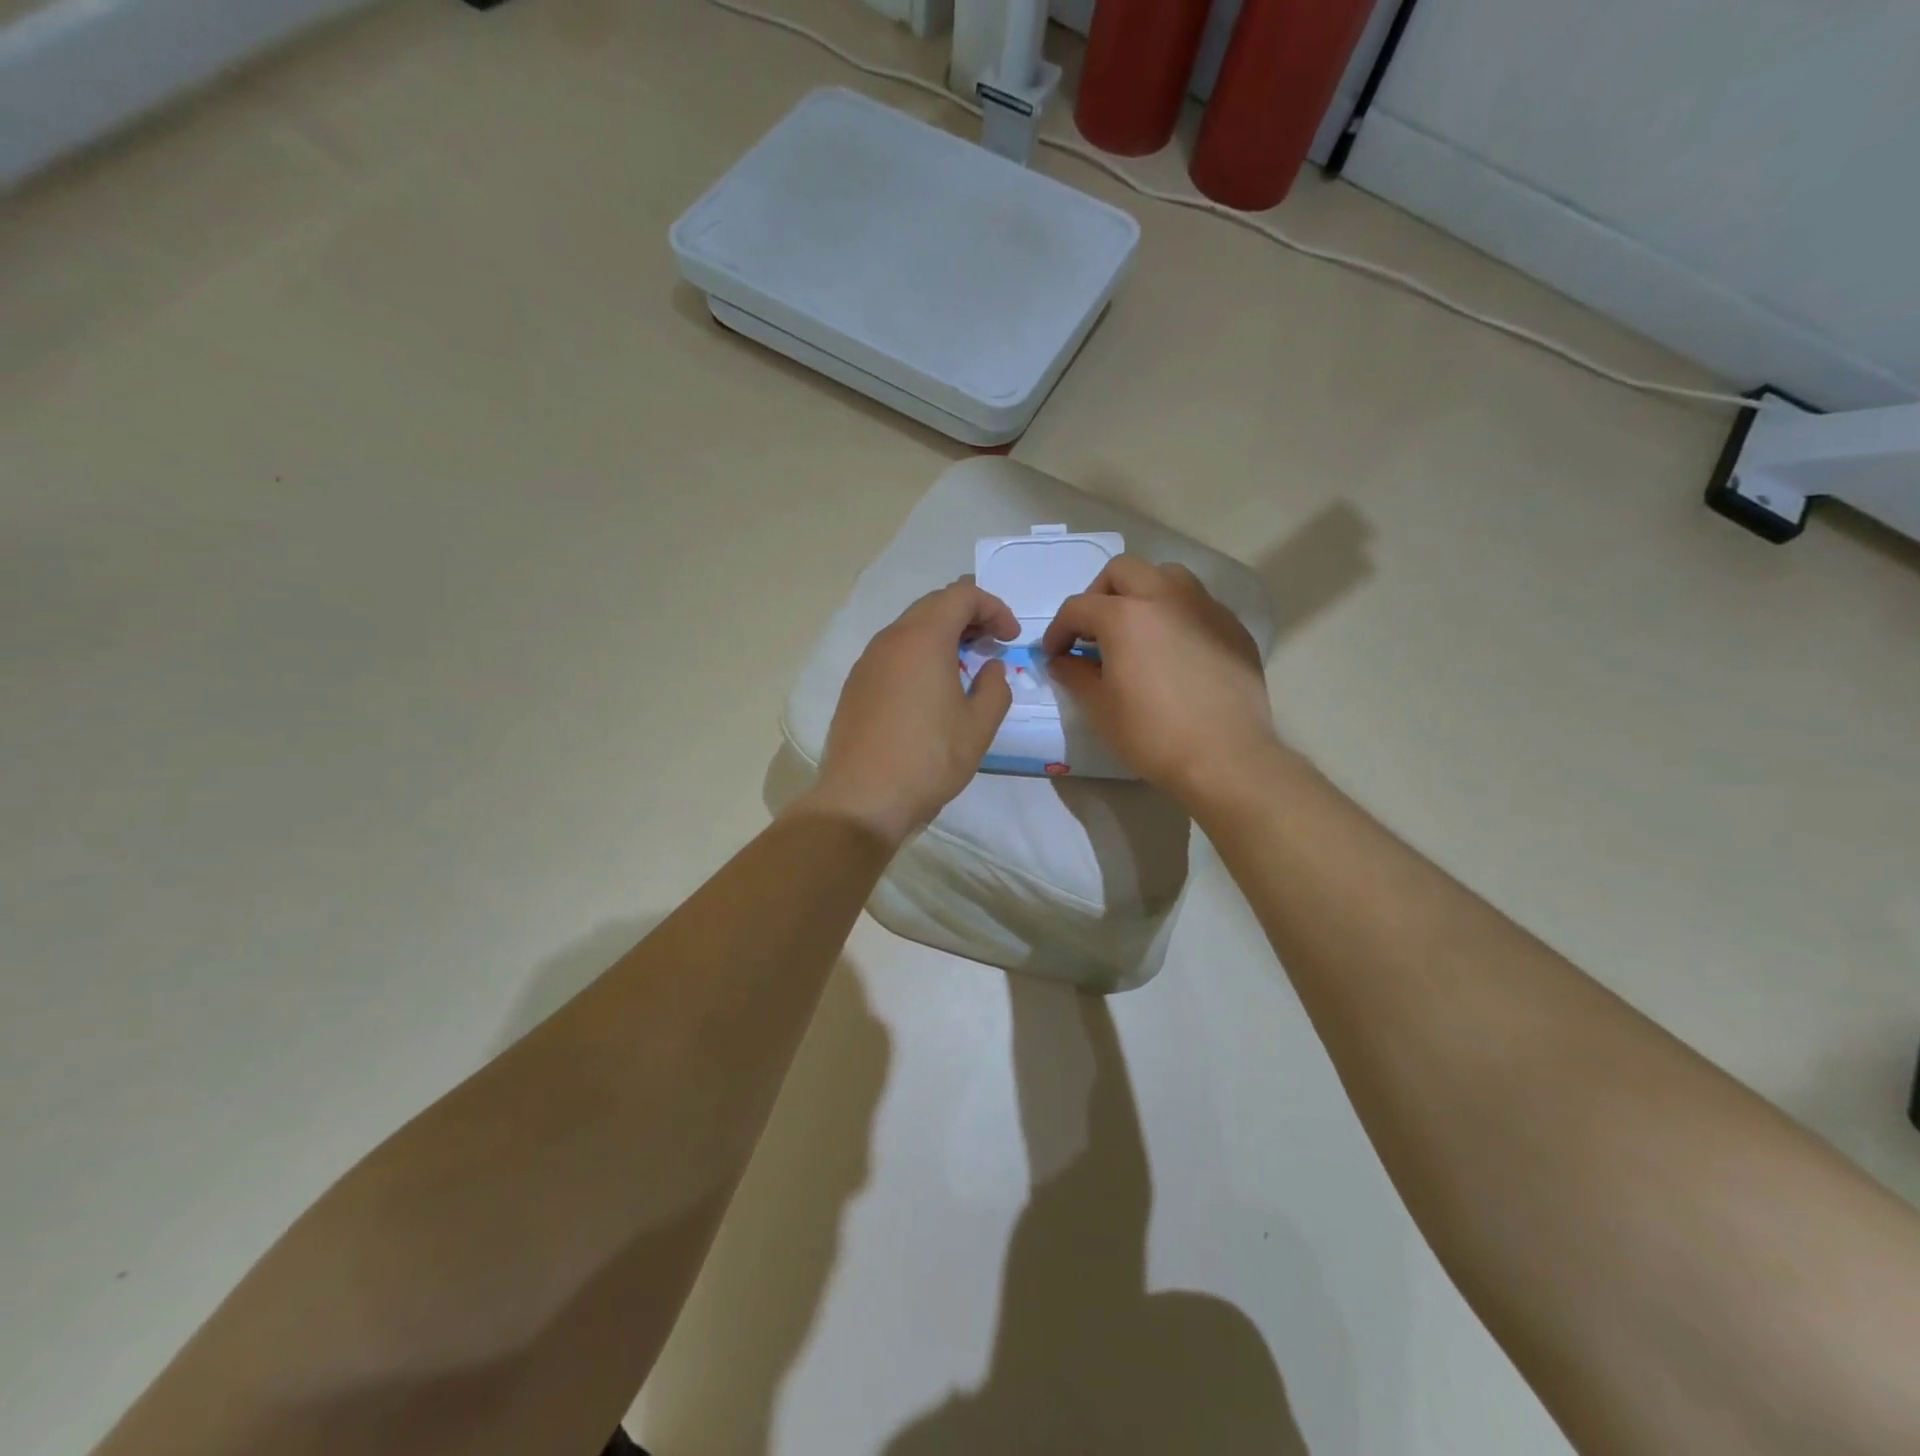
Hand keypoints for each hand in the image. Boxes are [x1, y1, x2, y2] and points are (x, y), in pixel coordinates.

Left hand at [798, 581, 1018, 844]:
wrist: (862, 799)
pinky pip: (892, 652)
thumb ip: (995, 688)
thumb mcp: (978, 727)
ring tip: (964, 663)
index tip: (1010, 638)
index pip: (961, 595)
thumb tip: (990, 668)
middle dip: (968, 615)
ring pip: (909, 628)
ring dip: (941, 634)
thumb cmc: (928, 760)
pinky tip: (930, 687)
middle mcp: (890, 640)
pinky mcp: (855, 685)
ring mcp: (867, 662)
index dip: (993, 607)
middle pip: (933, 604)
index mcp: (923, 640)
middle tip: (992, 643)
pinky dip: (918, 654)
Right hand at [1041, 555, 1278, 801]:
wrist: (1225, 758)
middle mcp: (1165, 597)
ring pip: (1166, 577)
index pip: (1078, 607)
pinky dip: (1176, 615)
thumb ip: (1074, 675)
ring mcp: (1205, 608)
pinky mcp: (1233, 627)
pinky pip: (1197, 604)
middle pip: (1123, 571)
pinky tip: (1175, 652)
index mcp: (1125, 616)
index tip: (1055, 655)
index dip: (1059, 630)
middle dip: (1100, 594)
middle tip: (1094, 631)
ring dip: (1142, 594)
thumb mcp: (1099, 709)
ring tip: (1137, 631)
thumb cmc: (1152, 735)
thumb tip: (1062, 660)